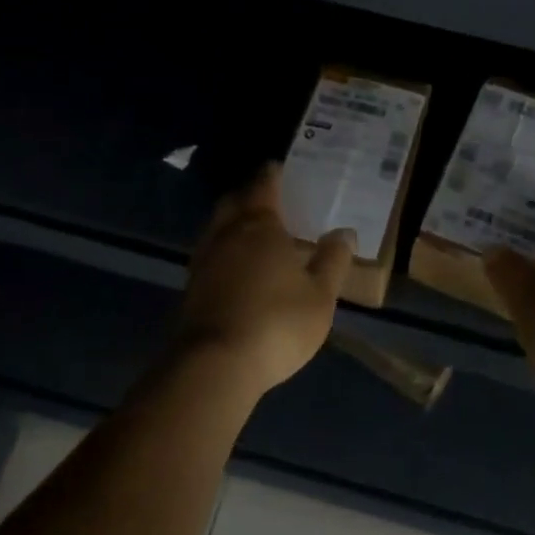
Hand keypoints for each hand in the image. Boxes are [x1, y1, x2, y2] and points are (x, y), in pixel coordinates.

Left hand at [176, 164, 355, 398]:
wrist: (215, 365)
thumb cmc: (276, 322)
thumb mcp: (320, 296)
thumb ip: (332, 261)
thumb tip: (344, 232)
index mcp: (260, 226)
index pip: (264, 185)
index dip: (273, 174)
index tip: (281, 168)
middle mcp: (227, 233)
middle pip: (234, 201)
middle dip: (249, 194)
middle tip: (267, 198)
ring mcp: (204, 260)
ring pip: (216, 227)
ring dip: (232, 222)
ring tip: (252, 232)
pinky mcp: (190, 287)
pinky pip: (209, 253)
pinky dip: (222, 250)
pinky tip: (234, 266)